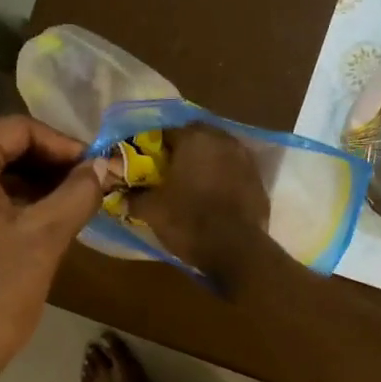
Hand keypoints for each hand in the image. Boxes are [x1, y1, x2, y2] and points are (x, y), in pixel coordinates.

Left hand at [0, 115, 108, 381]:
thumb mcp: (44, 239)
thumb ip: (78, 193)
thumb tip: (104, 166)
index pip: (15, 129)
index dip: (62, 144)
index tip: (96, 166)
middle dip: (46, 162)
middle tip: (87, 183)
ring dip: (28, 182)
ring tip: (69, 202)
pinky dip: (5, 201)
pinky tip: (38, 219)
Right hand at [130, 124, 271, 279]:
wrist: (237, 250)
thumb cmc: (189, 222)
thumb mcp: (152, 211)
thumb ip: (134, 198)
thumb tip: (122, 196)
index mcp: (194, 139)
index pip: (166, 131)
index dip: (152, 147)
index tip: (144, 163)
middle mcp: (222, 140)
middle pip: (196, 137)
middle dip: (182, 150)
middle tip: (168, 172)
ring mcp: (245, 158)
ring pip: (218, 152)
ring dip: (205, 162)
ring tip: (191, 183)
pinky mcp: (258, 180)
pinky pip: (233, 171)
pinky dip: (222, 178)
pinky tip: (213, 196)